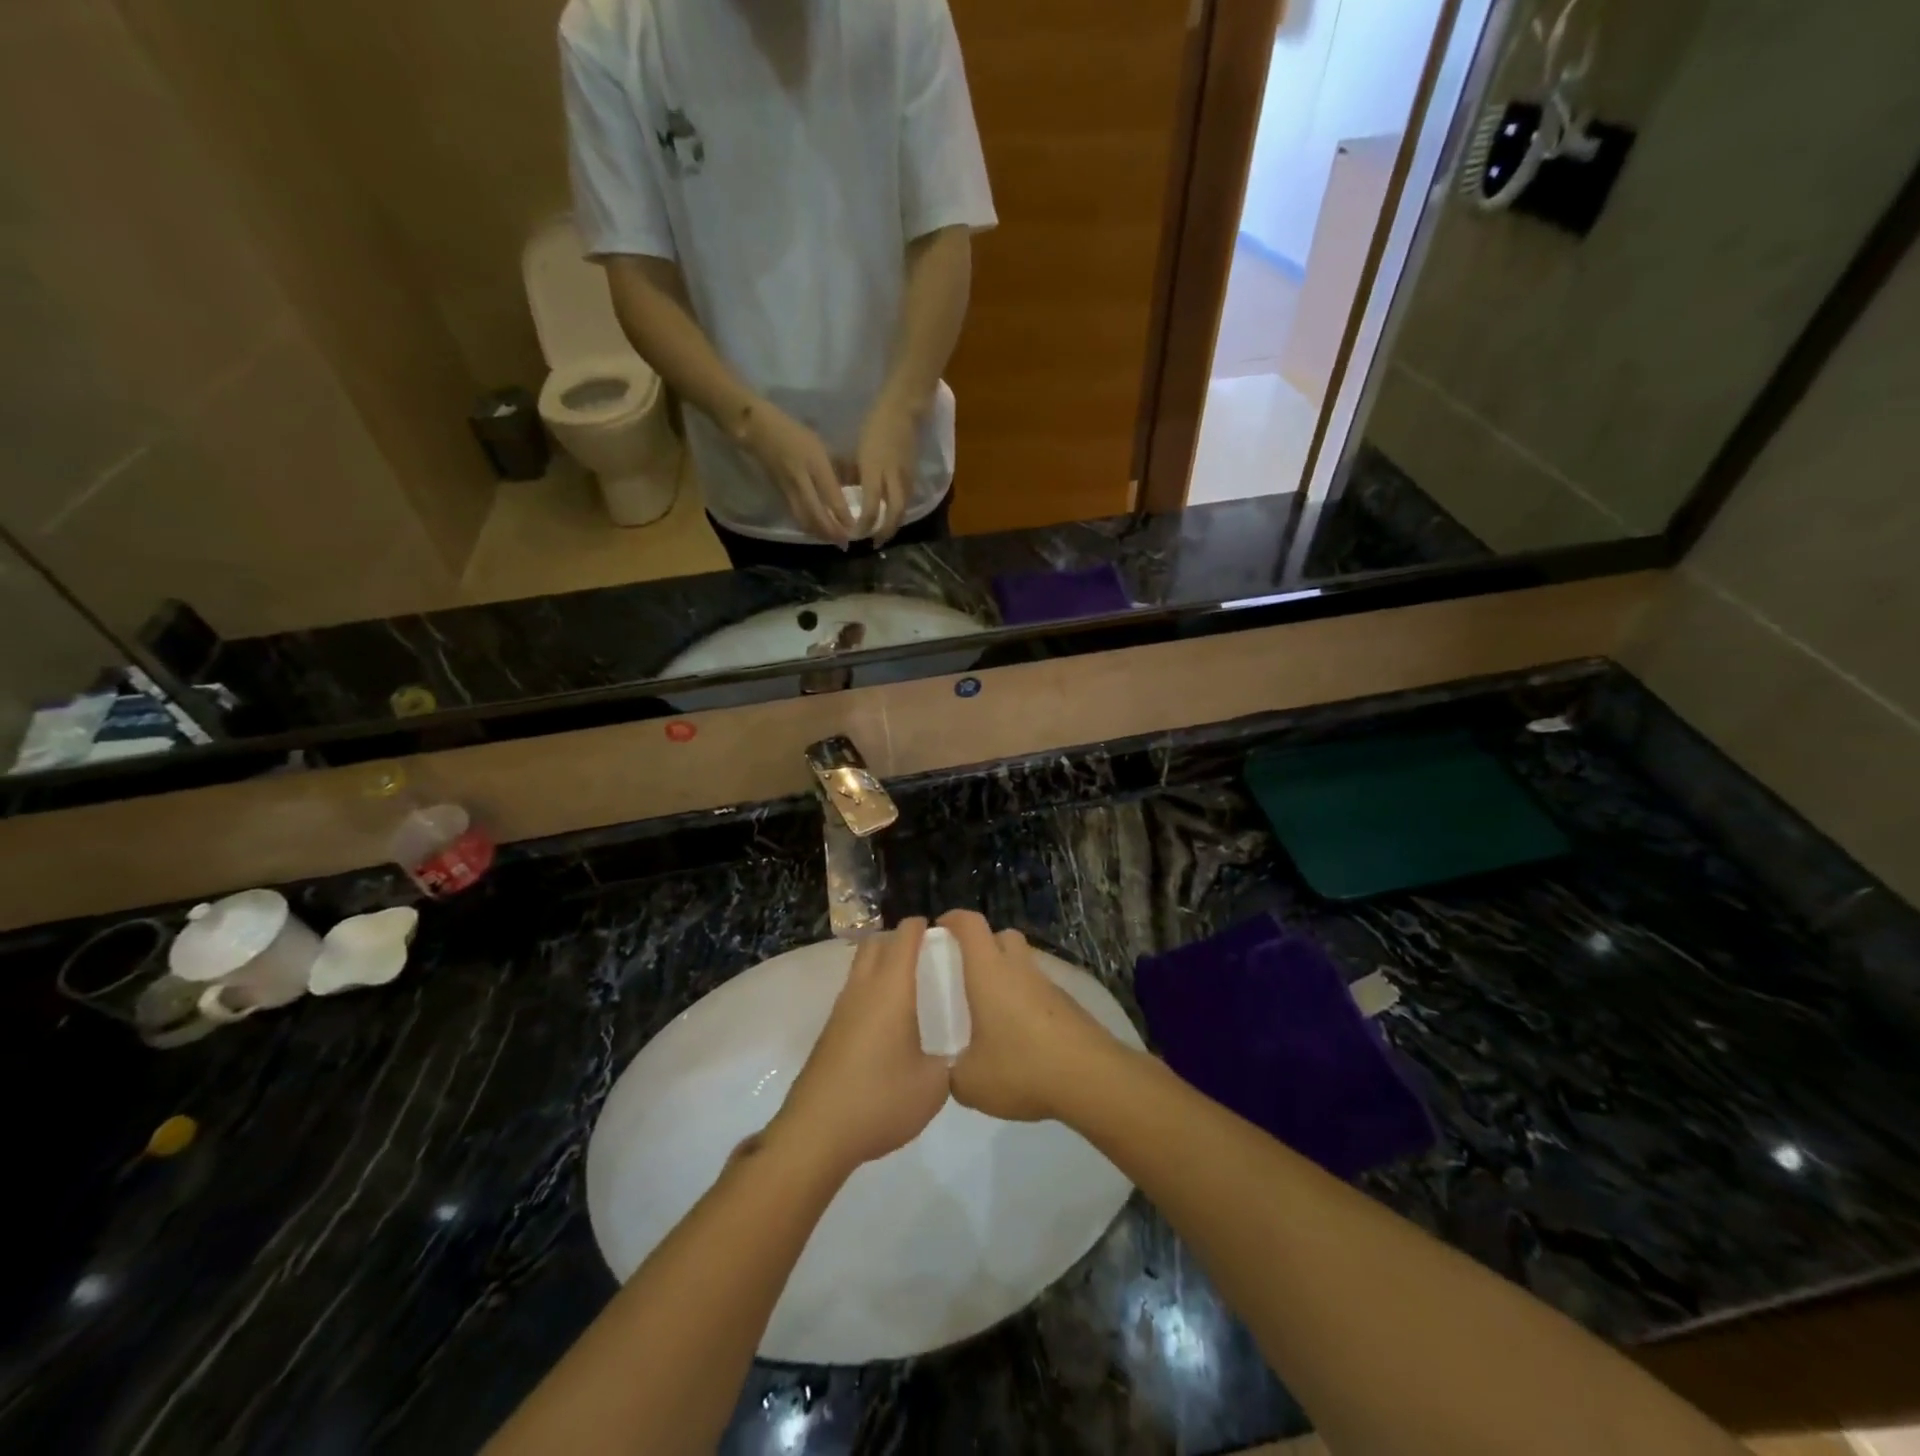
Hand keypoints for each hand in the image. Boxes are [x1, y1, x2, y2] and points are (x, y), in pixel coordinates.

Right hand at [739, 401, 854, 545]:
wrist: (758, 430)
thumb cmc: (795, 433)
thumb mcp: (821, 444)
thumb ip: (839, 465)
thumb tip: (857, 483)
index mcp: (814, 463)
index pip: (830, 494)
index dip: (842, 514)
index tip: (854, 527)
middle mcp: (800, 479)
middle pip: (815, 513)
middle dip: (830, 531)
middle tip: (844, 543)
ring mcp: (788, 489)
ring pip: (804, 518)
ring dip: (819, 533)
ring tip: (833, 541)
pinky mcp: (780, 495)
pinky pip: (796, 516)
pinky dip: (809, 527)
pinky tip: (818, 532)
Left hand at [772, 919, 949, 1175]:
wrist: (817, 1133)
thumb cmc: (880, 1100)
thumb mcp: (933, 1086)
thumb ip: (948, 1061)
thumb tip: (950, 1054)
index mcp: (891, 989)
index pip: (904, 938)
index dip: (921, 926)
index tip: (943, 931)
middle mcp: (863, 989)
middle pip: (876, 944)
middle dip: (899, 940)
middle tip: (928, 956)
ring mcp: (841, 1011)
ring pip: (861, 968)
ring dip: (882, 965)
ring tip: (913, 988)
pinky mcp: (830, 1033)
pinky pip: (854, 995)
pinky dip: (872, 992)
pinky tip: (889, 1022)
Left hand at [855, 397, 919, 544]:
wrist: (903, 410)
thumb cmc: (875, 426)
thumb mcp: (858, 450)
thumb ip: (853, 473)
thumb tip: (847, 491)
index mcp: (875, 470)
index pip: (872, 506)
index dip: (865, 524)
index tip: (855, 533)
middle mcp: (893, 478)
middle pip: (894, 513)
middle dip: (885, 532)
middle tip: (875, 544)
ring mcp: (906, 478)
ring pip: (902, 509)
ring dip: (893, 525)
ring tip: (883, 535)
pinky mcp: (913, 476)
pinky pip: (906, 500)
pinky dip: (898, 512)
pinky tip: (891, 517)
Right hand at [937, 911, 1123, 1123]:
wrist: (1091, 1078)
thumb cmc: (1022, 1067)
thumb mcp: (969, 1082)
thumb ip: (952, 1072)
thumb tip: (952, 1070)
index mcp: (989, 972)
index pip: (970, 924)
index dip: (953, 919)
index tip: (938, 930)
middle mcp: (1020, 968)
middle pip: (1002, 936)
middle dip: (983, 946)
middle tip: (965, 974)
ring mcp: (1049, 985)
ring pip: (1023, 964)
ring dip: (1007, 976)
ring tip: (991, 1012)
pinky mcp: (1069, 1005)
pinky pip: (1040, 990)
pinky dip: (1026, 1001)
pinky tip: (1020, 1036)